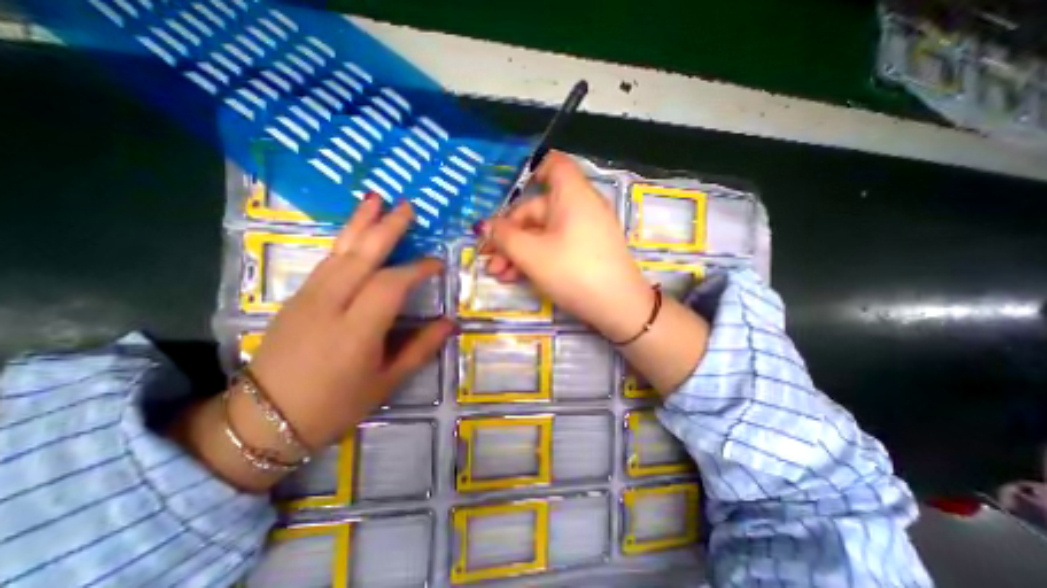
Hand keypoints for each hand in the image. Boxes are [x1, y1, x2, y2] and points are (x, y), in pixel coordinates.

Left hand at [252, 197, 454, 450]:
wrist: (264, 420)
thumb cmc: (335, 405)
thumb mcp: (386, 382)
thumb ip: (421, 348)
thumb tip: (450, 323)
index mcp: (356, 330)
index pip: (391, 285)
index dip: (417, 269)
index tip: (437, 263)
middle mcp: (330, 305)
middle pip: (361, 256)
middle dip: (386, 228)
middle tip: (407, 206)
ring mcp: (308, 298)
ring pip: (339, 251)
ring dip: (360, 223)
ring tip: (376, 199)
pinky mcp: (296, 297)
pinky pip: (326, 261)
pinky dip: (344, 240)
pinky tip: (355, 232)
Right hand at [478, 152, 650, 342]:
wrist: (619, 308)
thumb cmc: (573, 272)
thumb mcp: (532, 255)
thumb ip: (504, 237)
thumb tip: (484, 226)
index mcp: (572, 195)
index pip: (554, 165)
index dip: (531, 174)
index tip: (509, 199)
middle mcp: (580, 207)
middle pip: (537, 209)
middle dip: (509, 234)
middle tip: (489, 259)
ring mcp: (585, 231)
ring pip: (544, 232)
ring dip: (518, 250)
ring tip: (499, 274)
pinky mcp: (587, 251)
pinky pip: (557, 245)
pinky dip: (537, 257)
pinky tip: (517, 277)